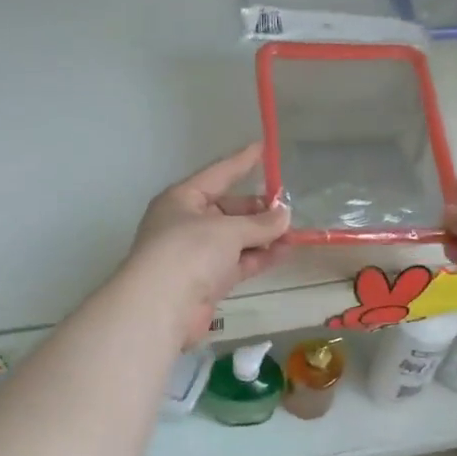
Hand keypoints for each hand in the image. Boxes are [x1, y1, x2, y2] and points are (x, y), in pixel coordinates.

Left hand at [127, 143, 291, 346]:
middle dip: (258, 209)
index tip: (264, 148)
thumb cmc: (189, 252)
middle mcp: (187, 224)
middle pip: (228, 209)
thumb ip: (260, 223)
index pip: (218, 174)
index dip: (241, 162)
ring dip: (263, 236)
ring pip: (235, 239)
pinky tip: (284, 252)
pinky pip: (238, 262)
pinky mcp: (207, 281)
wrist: (161, 307)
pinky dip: (259, 257)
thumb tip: (285, 216)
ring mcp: (196, 255)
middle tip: (288, 209)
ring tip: (294, 232)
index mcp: (182, 199)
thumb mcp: (228, 230)